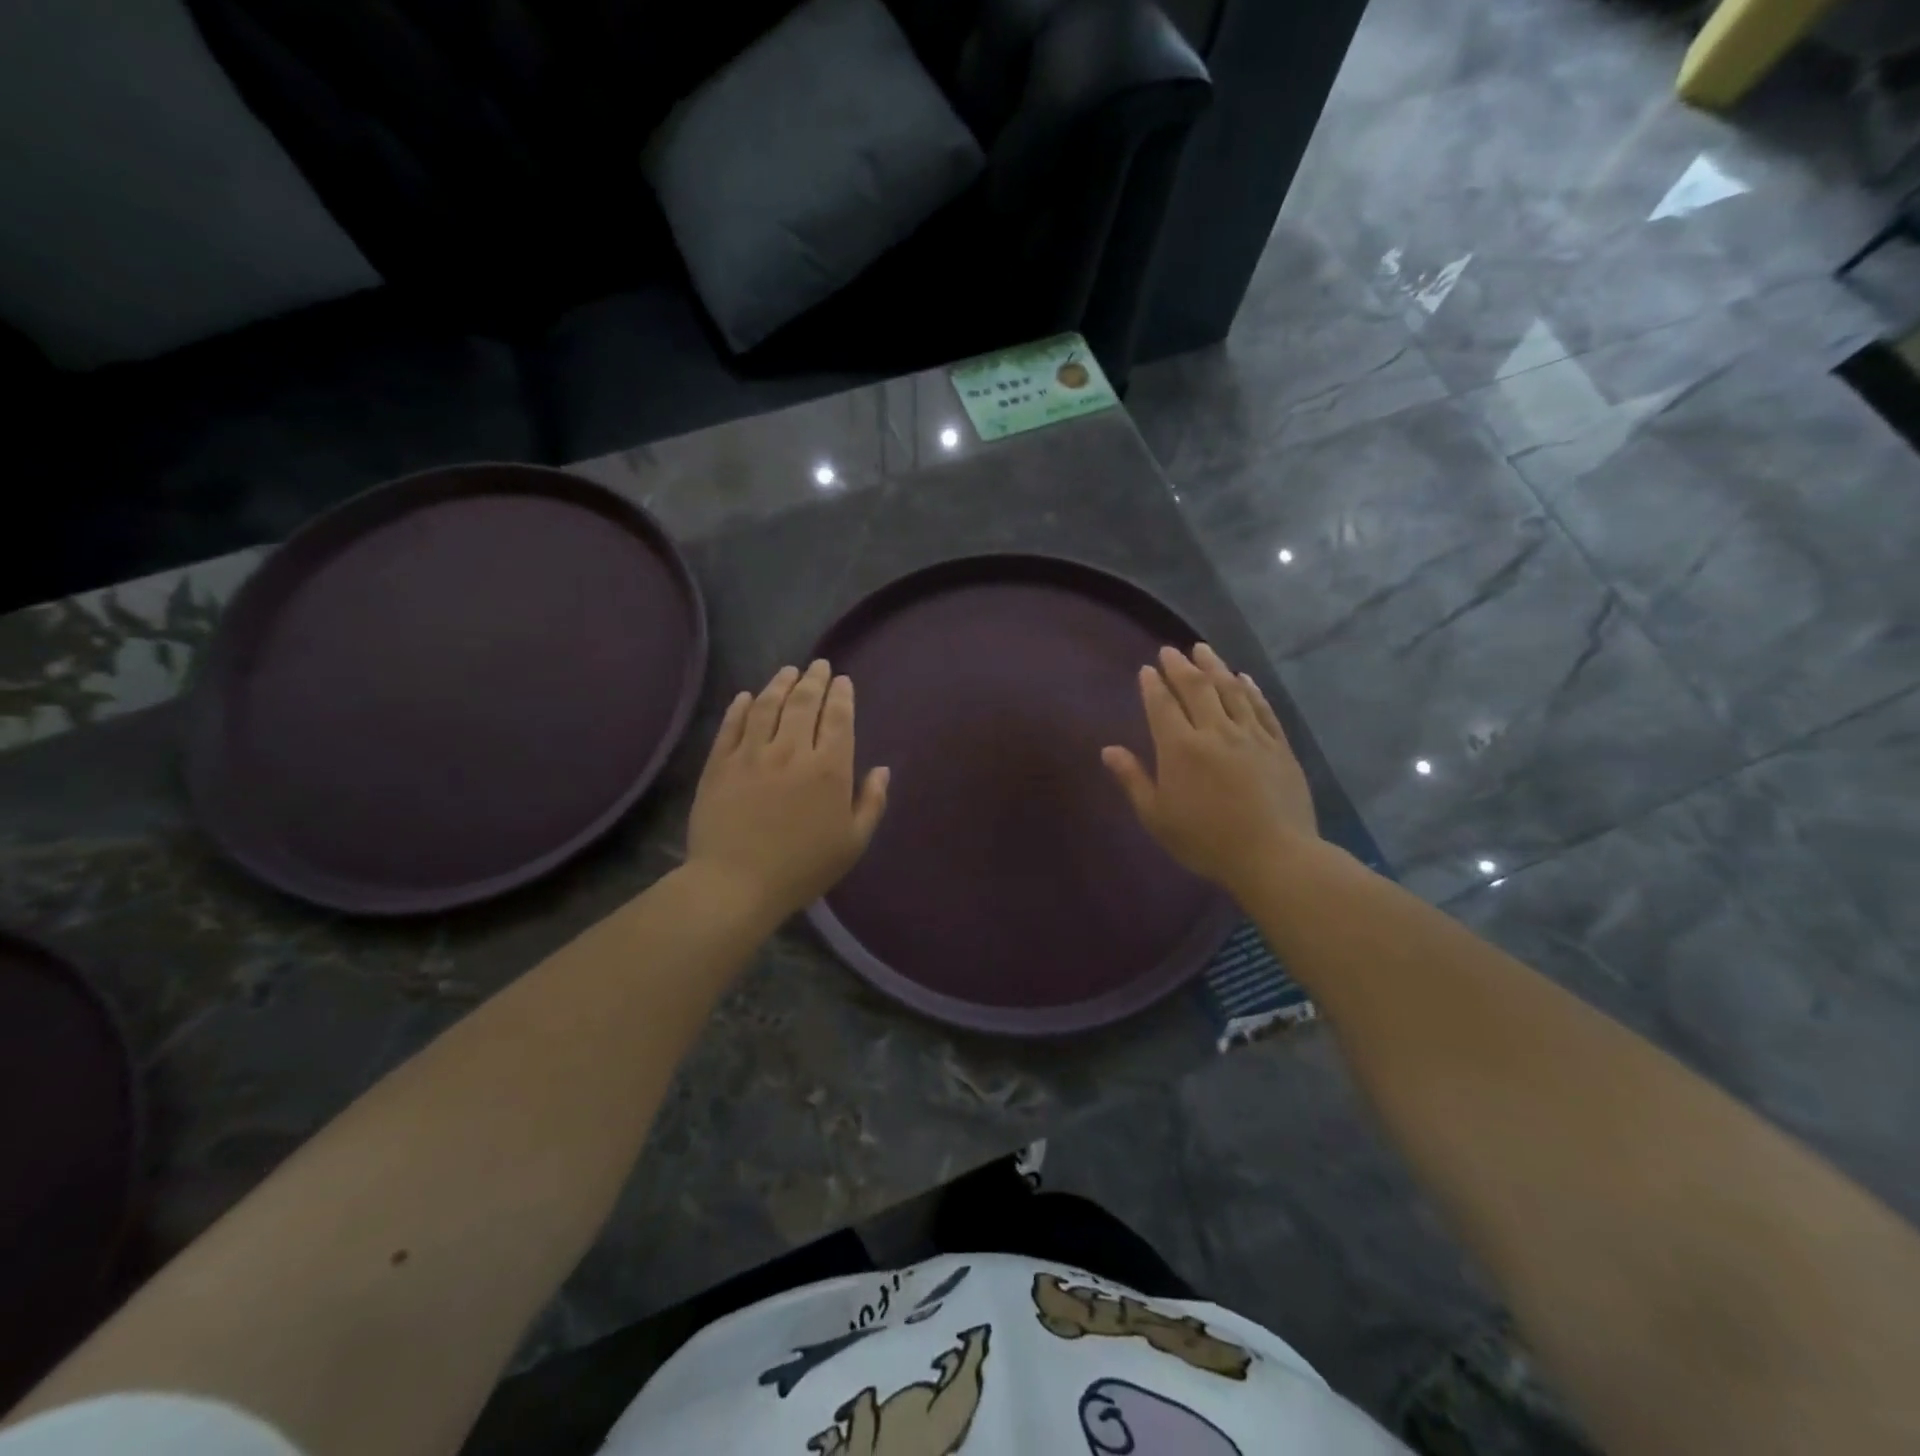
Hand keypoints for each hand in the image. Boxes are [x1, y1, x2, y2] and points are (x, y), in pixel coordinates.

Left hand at [687, 660, 889, 918]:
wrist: (735, 884)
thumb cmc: (802, 868)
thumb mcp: (853, 843)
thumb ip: (871, 802)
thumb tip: (882, 770)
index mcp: (829, 769)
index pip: (838, 718)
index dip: (841, 696)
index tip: (842, 681)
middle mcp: (792, 751)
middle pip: (804, 703)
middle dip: (814, 680)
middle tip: (819, 666)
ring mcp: (752, 754)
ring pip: (768, 706)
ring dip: (781, 683)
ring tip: (789, 671)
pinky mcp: (719, 764)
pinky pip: (732, 726)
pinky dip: (741, 707)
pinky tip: (747, 697)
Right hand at [1102, 644, 1316, 895]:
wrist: (1273, 856)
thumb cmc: (1205, 841)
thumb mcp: (1157, 817)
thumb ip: (1133, 779)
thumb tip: (1109, 750)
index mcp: (1180, 748)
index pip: (1162, 705)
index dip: (1153, 685)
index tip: (1147, 670)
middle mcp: (1214, 731)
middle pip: (1196, 688)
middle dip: (1180, 666)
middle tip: (1170, 651)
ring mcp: (1251, 735)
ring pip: (1230, 690)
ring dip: (1214, 666)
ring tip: (1203, 649)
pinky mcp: (1279, 745)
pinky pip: (1262, 708)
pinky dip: (1251, 689)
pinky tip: (1244, 678)